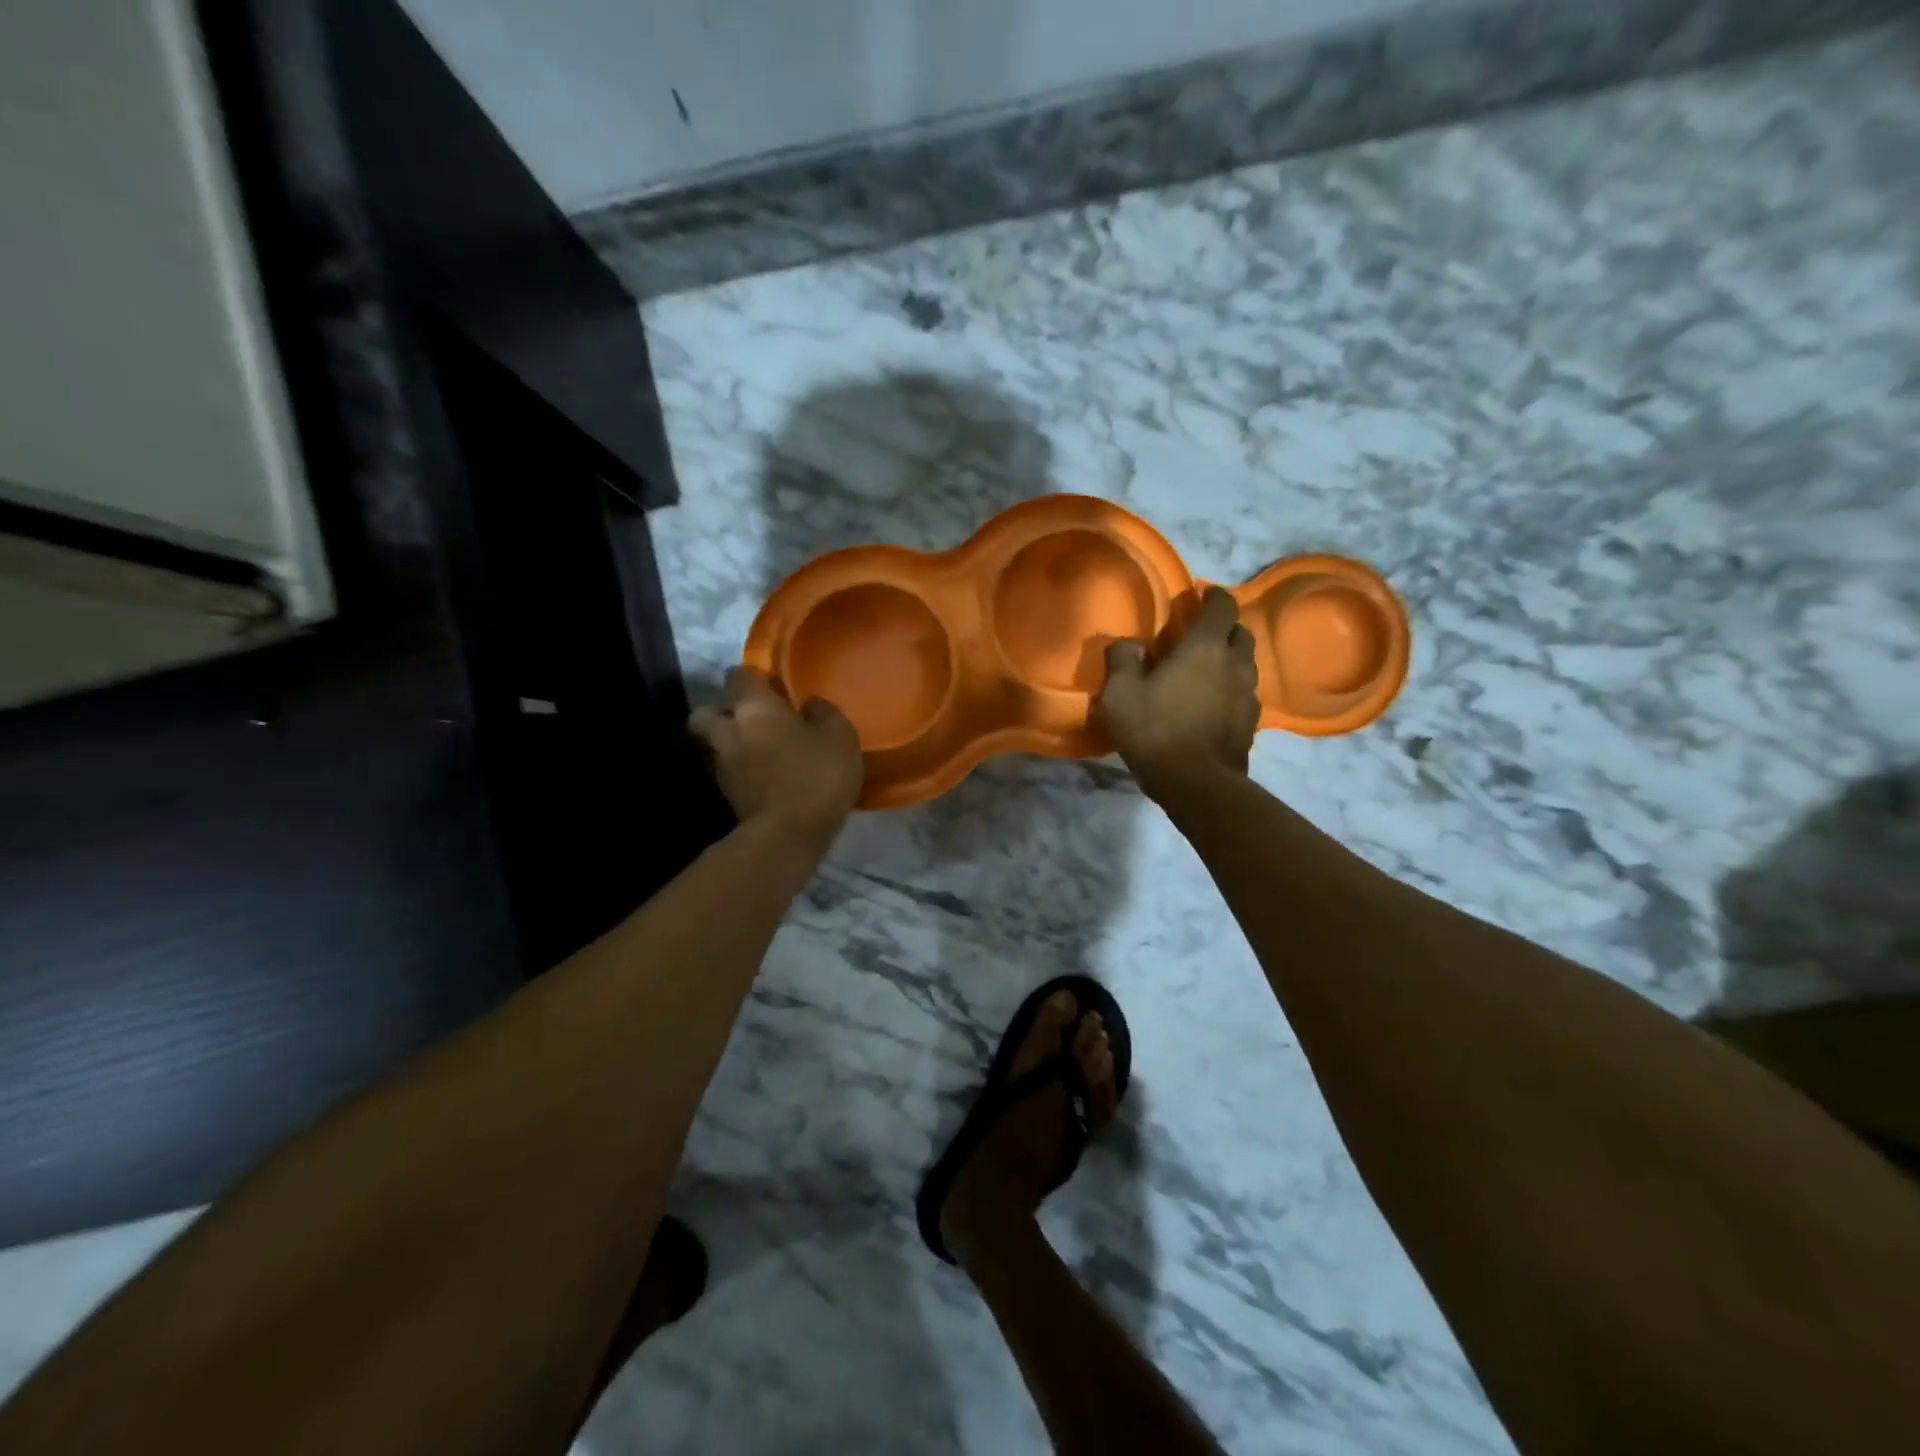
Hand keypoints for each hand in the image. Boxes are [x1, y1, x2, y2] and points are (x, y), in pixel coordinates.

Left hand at [691, 668, 862, 846]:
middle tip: (751, 719)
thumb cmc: (815, 774)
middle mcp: (728, 731)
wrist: (788, 835)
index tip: (771, 685)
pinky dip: (740, 771)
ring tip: (758, 751)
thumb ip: (824, 713)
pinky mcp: (726, 796)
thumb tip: (811, 704)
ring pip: (714, 745)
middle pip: (706, 712)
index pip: (739, 676)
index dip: (753, 677)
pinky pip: (728, 772)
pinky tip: (764, 777)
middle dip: (722, 712)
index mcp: (754, 707)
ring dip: (730, 744)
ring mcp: (722, 766)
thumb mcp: (839, 736)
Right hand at [1098, 586, 1259, 802]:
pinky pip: (1245, 694)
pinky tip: (1215, 703)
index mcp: (1204, 648)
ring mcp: (1248, 696)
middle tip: (1203, 634)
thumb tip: (1129, 644)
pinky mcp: (1251, 724)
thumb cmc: (1155, 730)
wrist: (1196, 783)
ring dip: (1231, 660)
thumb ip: (1123, 659)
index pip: (1222, 607)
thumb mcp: (1120, 693)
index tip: (1203, 594)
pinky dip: (1232, 690)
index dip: (1214, 596)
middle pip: (1241, 633)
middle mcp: (1235, 665)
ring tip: (1210, 669)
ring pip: (1246, 665)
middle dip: (1225, 627)